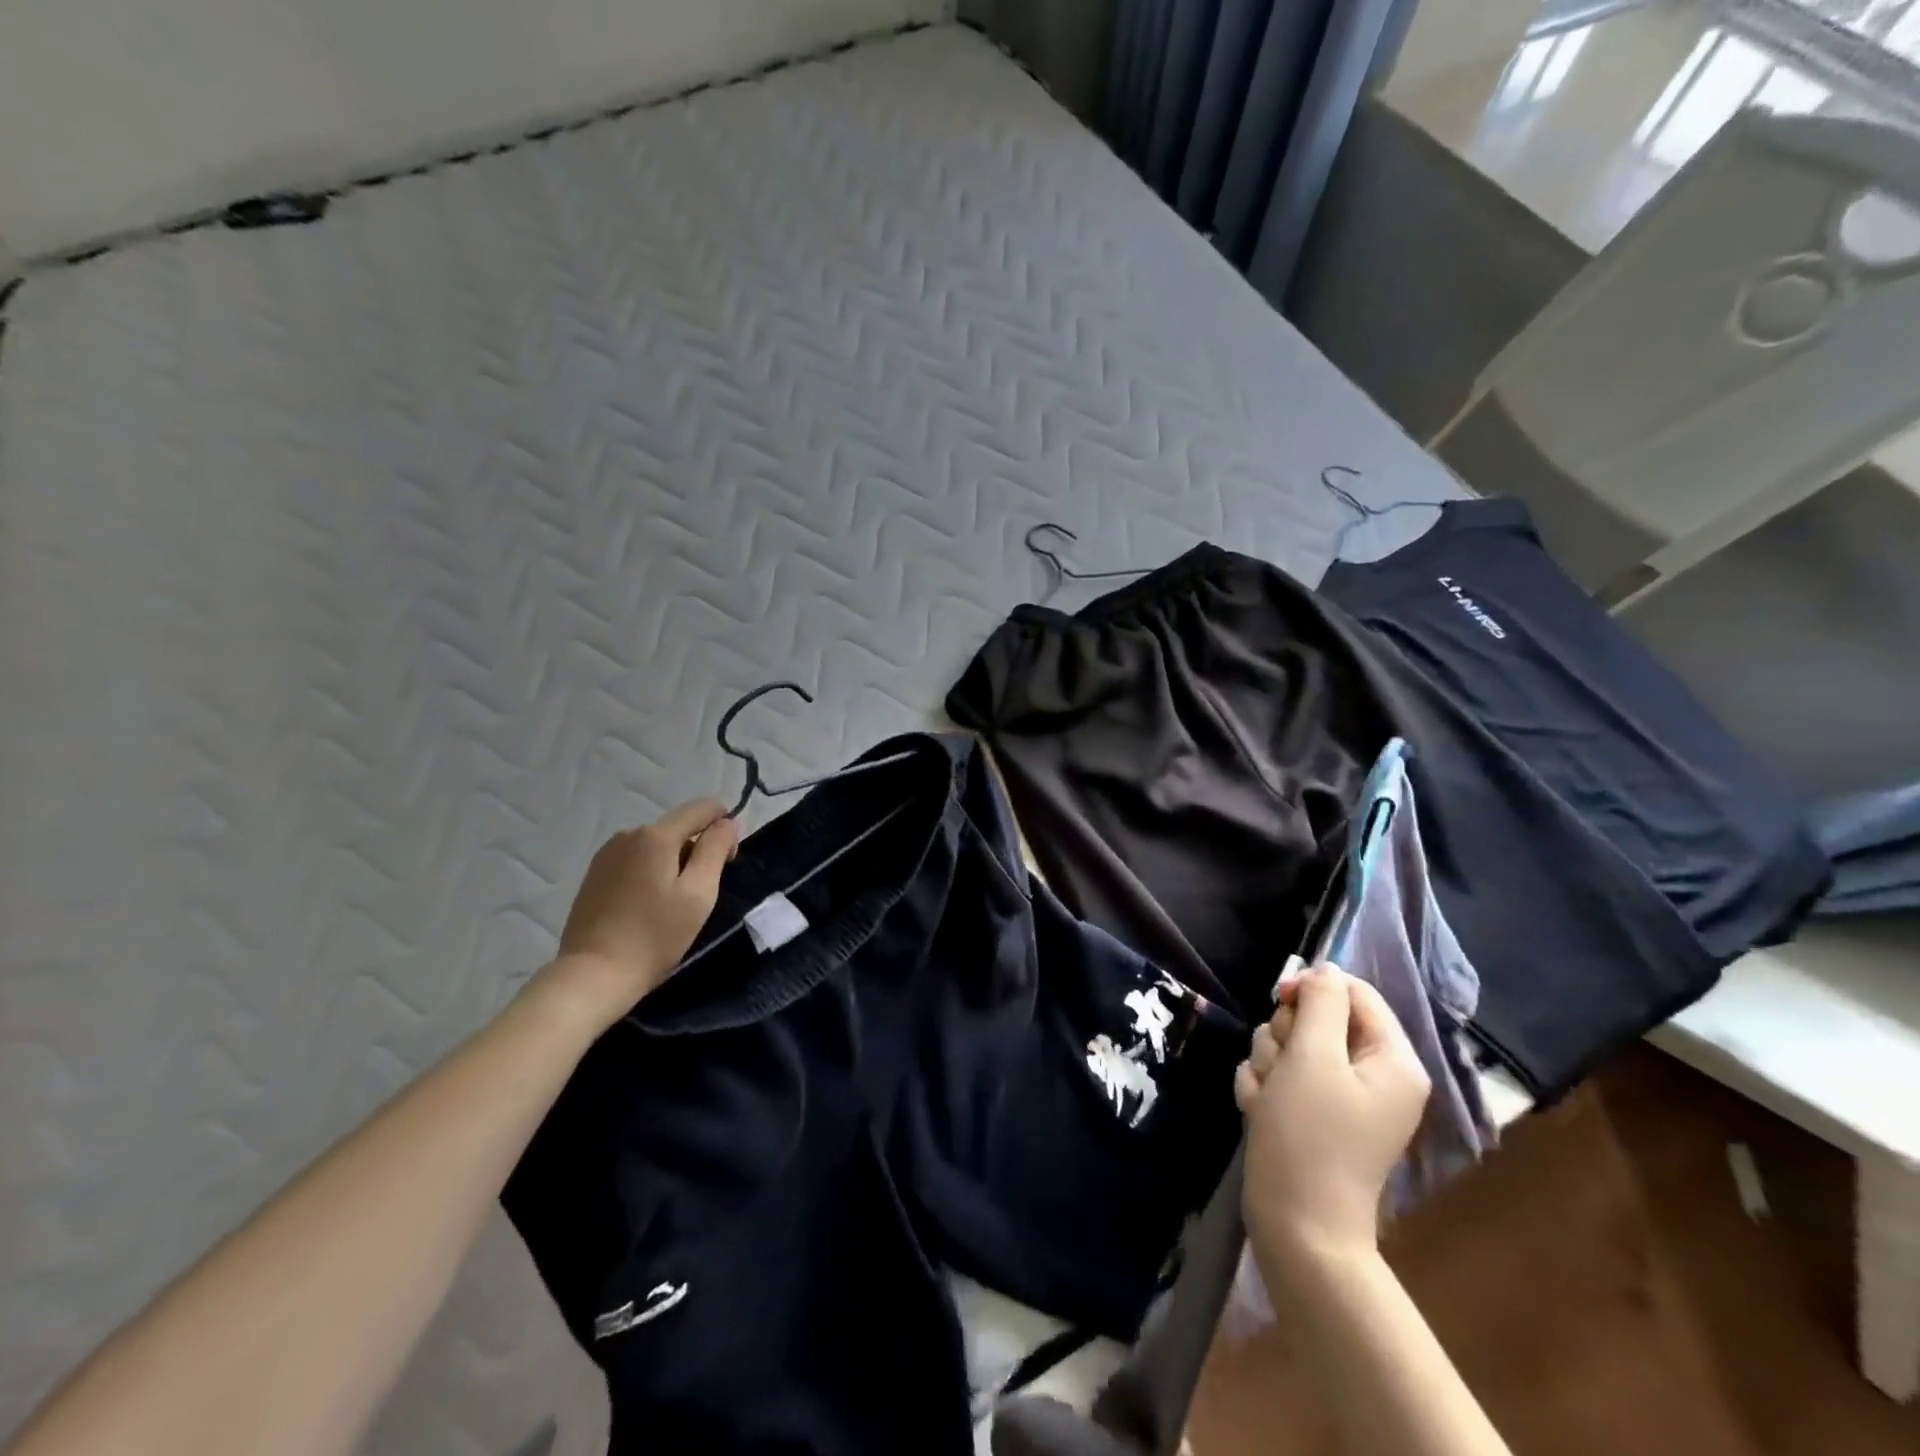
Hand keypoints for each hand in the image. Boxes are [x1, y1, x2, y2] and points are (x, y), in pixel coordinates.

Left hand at [531, 799, 739, 1035]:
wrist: (592, 976)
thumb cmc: (654, 936)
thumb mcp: (698, 894)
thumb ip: (715, 850)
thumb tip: (727, 822)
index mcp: (656, 835)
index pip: (703, 808)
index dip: (724, 826)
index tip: (728, 862)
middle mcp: (628, 834)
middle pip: (679, 826)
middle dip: (698, 848)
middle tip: (702, 893)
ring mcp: (607, 854)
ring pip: (656, 844)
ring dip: (674, 862)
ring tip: (674, 903)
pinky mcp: (595, 874)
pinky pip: (635, 860)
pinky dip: (651, 873)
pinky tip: (648, 906)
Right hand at [1236, 965, 1429, 1277]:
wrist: (1296, 1226)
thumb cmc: (1310, 1136)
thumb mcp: (1313, 1056)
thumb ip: (1320, 1003)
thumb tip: (1325, 970)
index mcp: (1391, 1059)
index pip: (1353, 991)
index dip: (1312, 988)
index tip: (1280, 1000)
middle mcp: (1372, 1074)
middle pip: (1315, 1017)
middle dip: (1284, 1035)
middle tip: (1281, 1067)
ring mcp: (1340, 1096)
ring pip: (1289, 1045)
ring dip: (1268, 1064)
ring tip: (1268, 1097)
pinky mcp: (1311, 1114)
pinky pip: (1279, 1075)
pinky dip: (1263, 1088)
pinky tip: (1261, 1111)